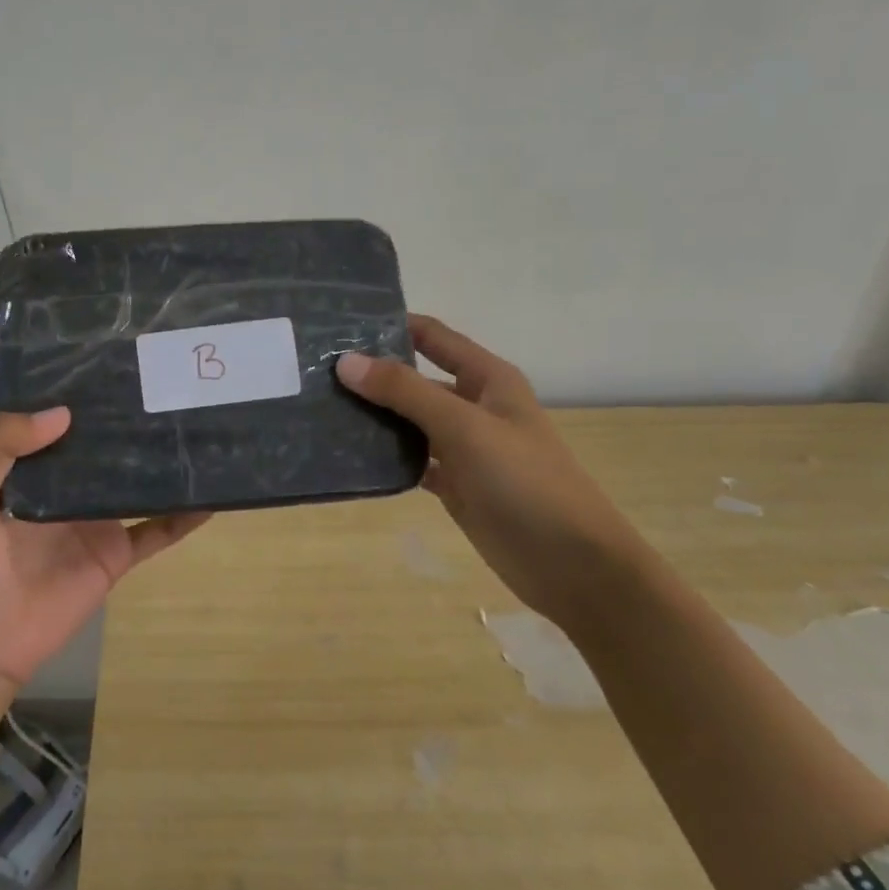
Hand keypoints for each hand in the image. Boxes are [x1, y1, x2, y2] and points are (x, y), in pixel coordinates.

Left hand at [0, 408, 211, 689]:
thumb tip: (63, 413)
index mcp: (28, 467)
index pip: (58, 419)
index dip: (81, 393)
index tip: (117, 362)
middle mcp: (65, 487)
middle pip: (104, 446)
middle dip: (130, 420)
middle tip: (171, 383)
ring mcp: (95, 521)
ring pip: (135, 482)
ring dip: (162, 461)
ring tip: (199, 427)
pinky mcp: (115, 555)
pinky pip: (156, 531)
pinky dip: (183, 516)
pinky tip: (211, 496)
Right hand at [337, 314, 650, 625]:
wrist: (573, 565)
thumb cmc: (526, 482)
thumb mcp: (465, 427)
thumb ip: (406, 392)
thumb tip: (346, 362)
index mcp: (487, 379)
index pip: (431, 336)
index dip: (391, 325)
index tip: (339, 324)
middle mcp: (473, 405)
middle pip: (415, 378)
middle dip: (372, 373)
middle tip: (315, 370)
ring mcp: (463, 447)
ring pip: (409, 420)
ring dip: (374, 415)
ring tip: (321, 407)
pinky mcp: (455, 484)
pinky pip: (412, 459)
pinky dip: (385, 456)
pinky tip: (348, 453)